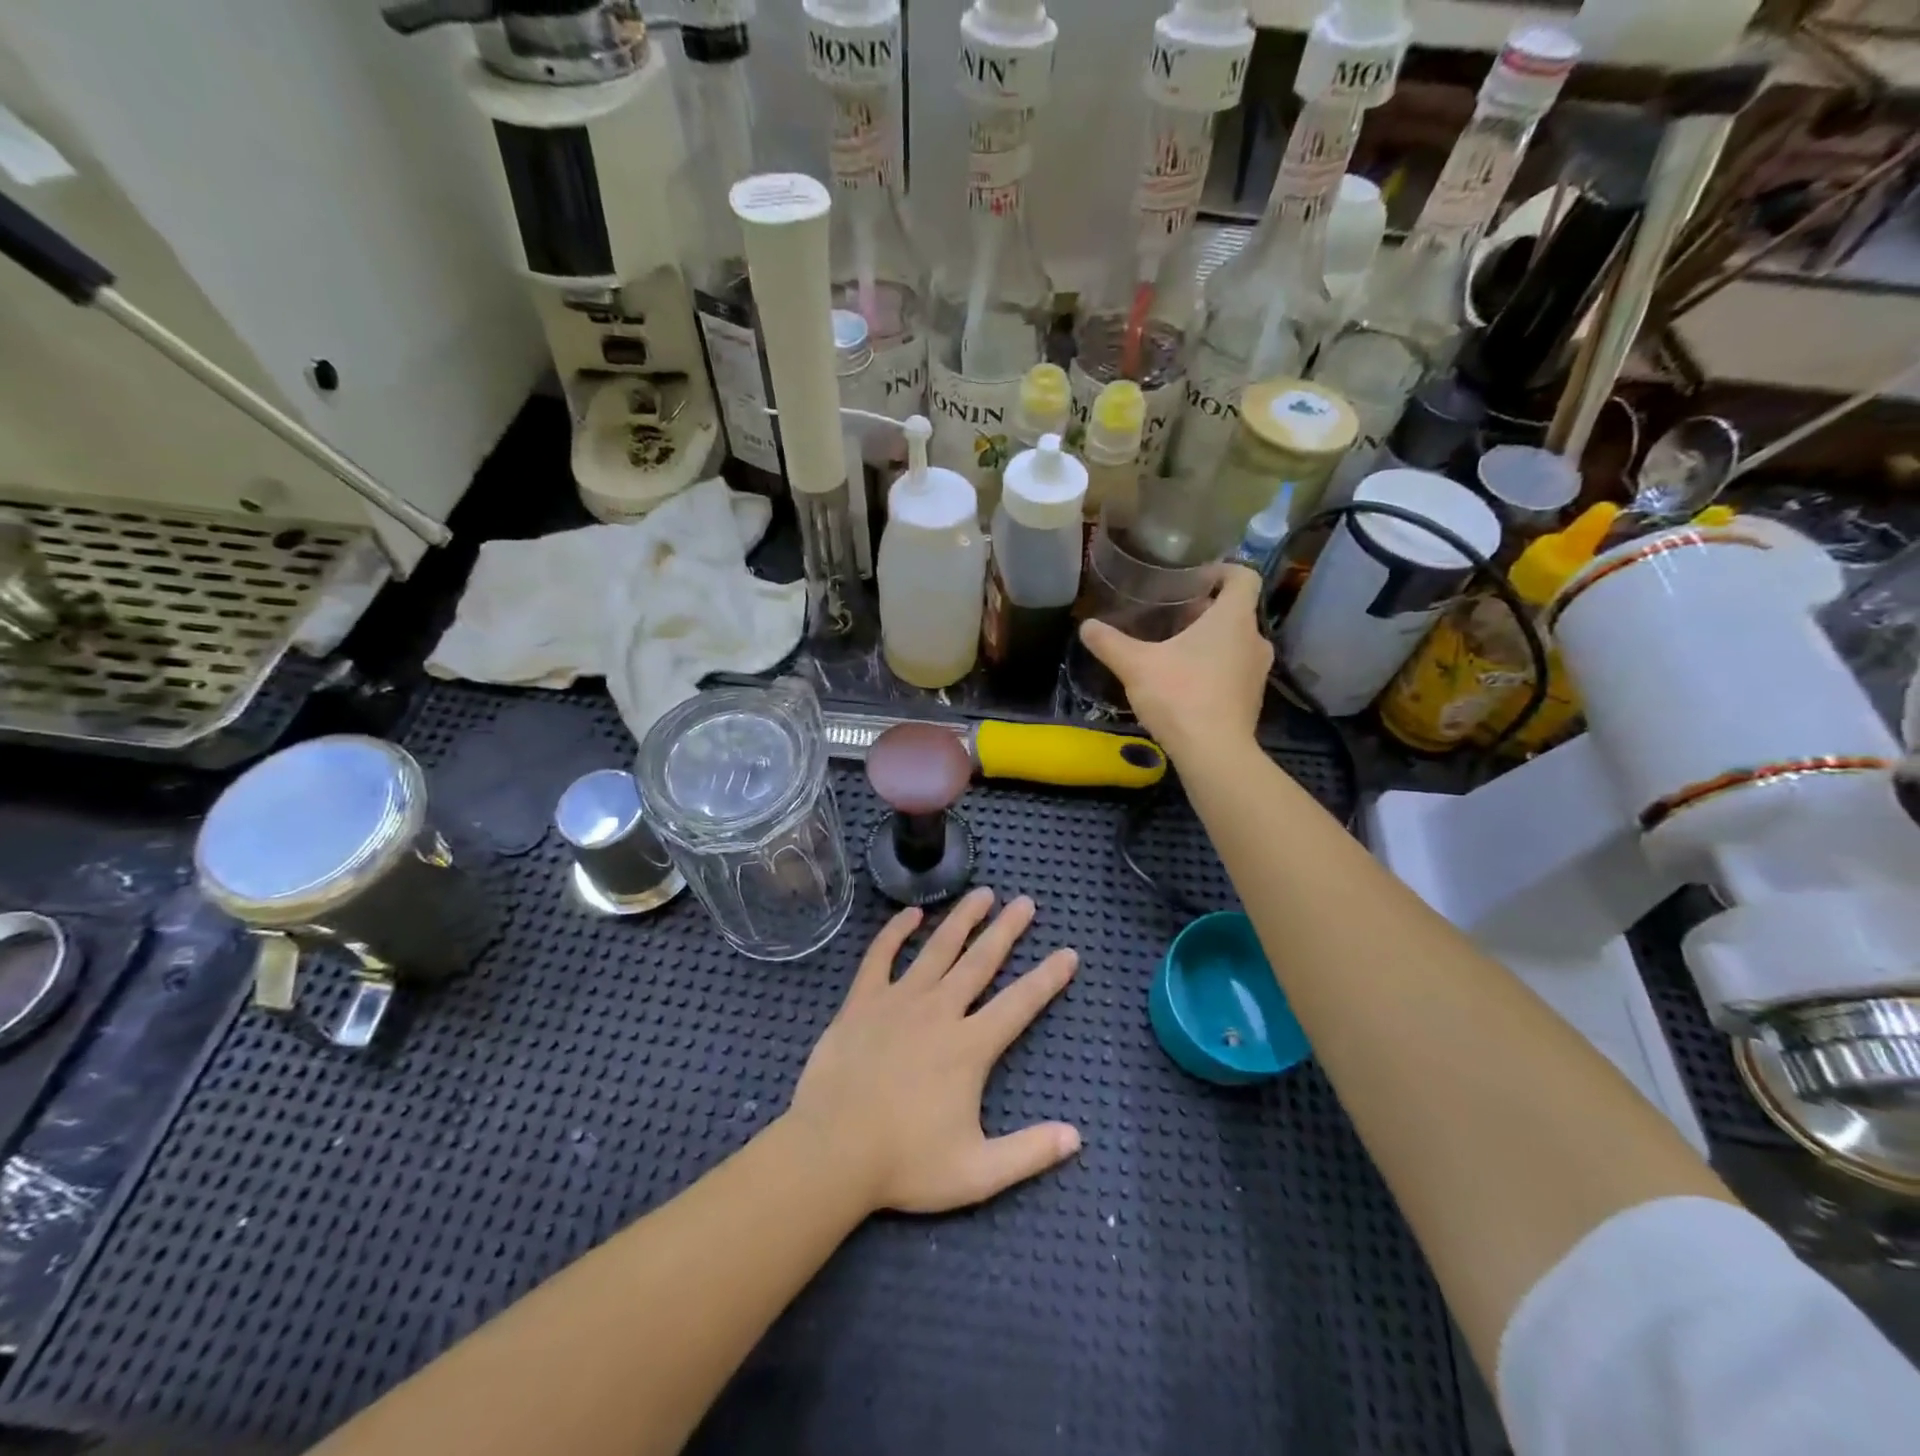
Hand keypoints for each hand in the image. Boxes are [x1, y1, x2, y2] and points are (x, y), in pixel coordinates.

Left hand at [784, 889, 1079, 1214]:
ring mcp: (898, 1000)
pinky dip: (896, 931)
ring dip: (962, 918)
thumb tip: (1076, 1137)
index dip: (1048, 978)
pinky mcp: (862, 1001)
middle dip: (1007, 930)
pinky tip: (911, 913)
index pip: (1020, 1003)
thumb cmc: (904, 1163)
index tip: (1068, 953)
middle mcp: (940, 1011)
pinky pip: (881, 956)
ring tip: (982, 893)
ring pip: (937, 948)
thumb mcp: (977, 1172)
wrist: (832, 1153)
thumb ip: (1029, 1153)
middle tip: (1026, 902)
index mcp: (970, 1046)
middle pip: (980, 961)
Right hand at [1079, 565, 1271, 761]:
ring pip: (1235, 641)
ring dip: (1209, 640)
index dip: (1220, 571)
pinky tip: (1184, 682)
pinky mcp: (1252, 698)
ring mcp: (1257, 672)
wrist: (1214, 754)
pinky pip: (1235, 669)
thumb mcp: (1136, 666)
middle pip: (1235, 611)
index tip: (1193, 579)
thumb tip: (1086, 626)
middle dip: (1204, 610)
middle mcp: (1254, 639)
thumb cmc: (1180, 696)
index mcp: (1233, 619)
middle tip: (1171, 616)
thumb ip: (1110, 643)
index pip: (1243, 576)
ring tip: (1174, 648)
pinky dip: (1215, 667)